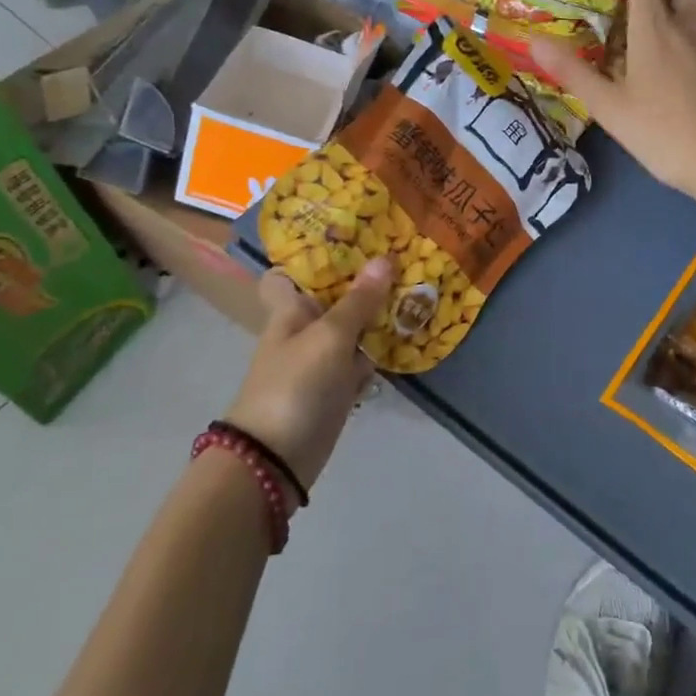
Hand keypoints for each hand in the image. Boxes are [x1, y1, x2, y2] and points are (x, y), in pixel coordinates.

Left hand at [223, 258, 393, 492]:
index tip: (353, 236)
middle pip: (335, 296)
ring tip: (419, 285)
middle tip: (405, 254)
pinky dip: (381, 349)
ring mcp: (322, 359)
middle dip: (365, 280)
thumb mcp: (330, 337)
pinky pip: (362, 359)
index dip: (316, 255)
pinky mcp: (337, 386)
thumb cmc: (295, 384)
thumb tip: (385, 258)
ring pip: (353, 327)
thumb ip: (359, 301)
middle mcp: (305, 329)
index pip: (293, 273)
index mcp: (291, 310)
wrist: (276, 458)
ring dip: (379, 313)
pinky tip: (410, 333)